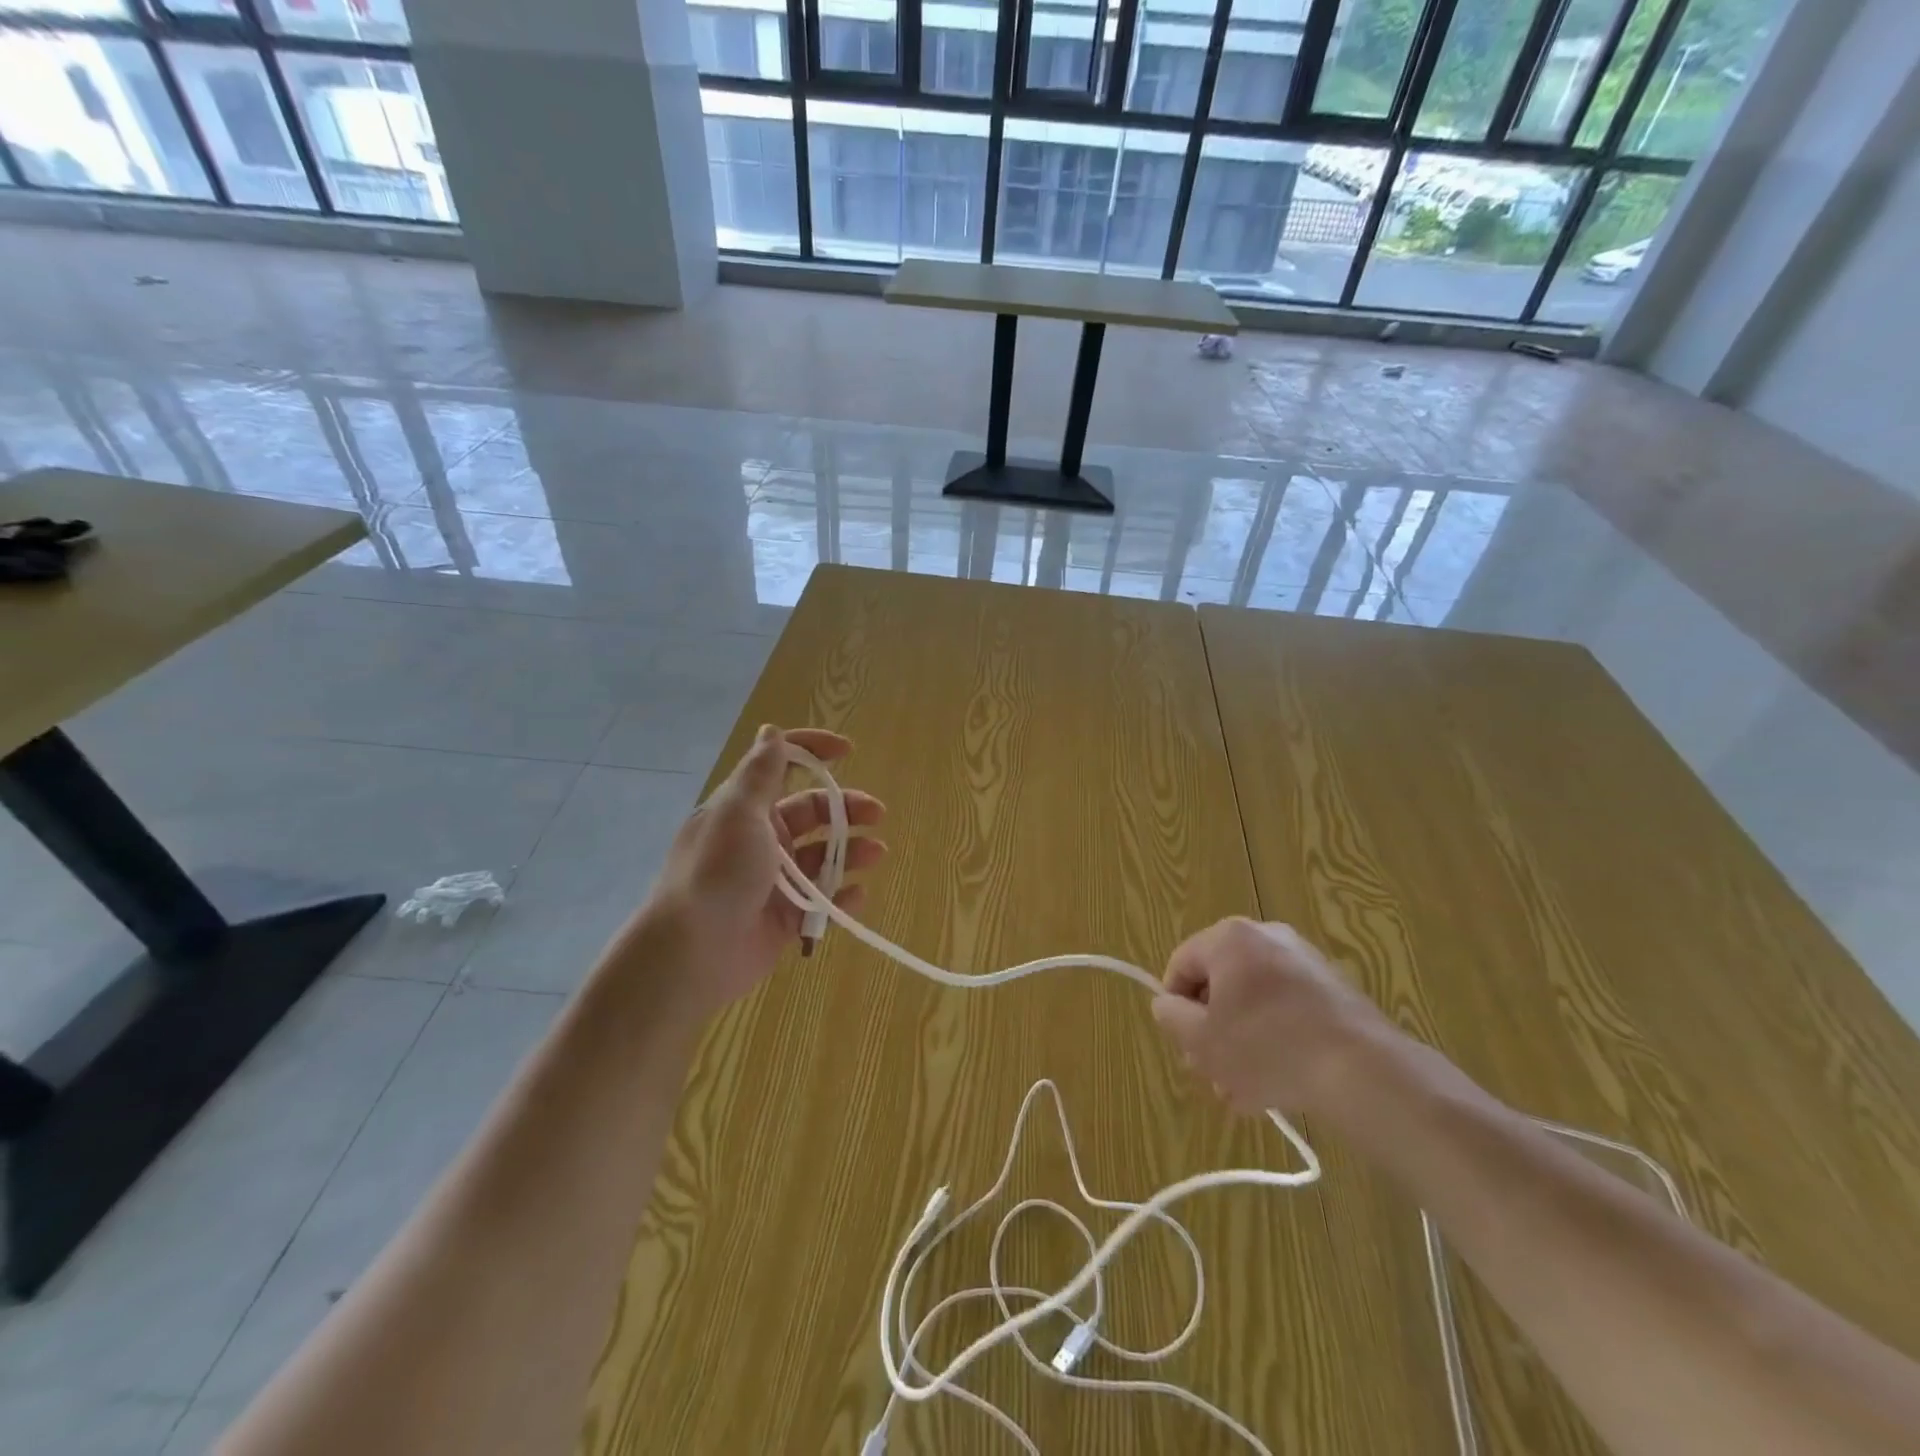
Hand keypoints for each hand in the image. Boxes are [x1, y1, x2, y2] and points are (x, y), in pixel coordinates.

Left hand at [635, 725, 886, 1015]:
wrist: (692, 952)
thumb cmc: (717, 871)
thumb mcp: (739, 813)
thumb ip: (761, 774)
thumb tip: (770, 730)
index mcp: (746, 809)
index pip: (782, 767)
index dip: (813, 752)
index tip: (847, 750)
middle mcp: (761, 839)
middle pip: (813, 813)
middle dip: (846, 808)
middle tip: (877, 814)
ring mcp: (775, 880)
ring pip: (822, 857)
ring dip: (851, 852)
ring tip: (876, 853)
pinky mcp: (784, 918)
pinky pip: (821, 902)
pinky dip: (841, 898)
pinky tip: (856, 897)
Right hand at [1150, 918, 1395, 1116]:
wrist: (1363, 1071)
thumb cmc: (1267, 1048)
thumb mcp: (1201, 1039)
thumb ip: (1170, 1016)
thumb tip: (1168, 1004)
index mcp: (1229, 938)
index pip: (1180, 965)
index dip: (1174, 1008)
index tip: (1186, 1046)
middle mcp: (1265, 937)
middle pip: (1219, 984)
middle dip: (1211, 1031)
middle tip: (1211, 1073)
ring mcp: (1304, 961)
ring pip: (1254, 1002)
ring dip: (1241, 1043)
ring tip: (1244, 1092)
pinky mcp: (1334, 989)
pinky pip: (1287, 1010)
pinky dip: (1275, 1039)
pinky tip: (1277, 1085)